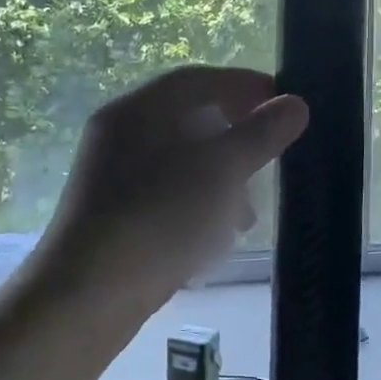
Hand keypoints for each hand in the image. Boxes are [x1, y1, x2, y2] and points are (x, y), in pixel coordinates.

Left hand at [38, 66, 308, 319]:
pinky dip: (197, 207)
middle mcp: (120, 135)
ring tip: (247, 217)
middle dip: (236, 141)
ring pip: (181, 164)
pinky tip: (214, 239)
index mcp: (137, 111)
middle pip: (190, 121)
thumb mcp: (219, 173)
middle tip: (270, 160)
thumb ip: (259, 135)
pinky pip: (166, 196)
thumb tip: (295, 104)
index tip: (285, 103)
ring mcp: (112, 177)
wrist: (84, 299)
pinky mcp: (113, 216)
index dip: (246, 86)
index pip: (199, 80)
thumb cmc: (157, 220)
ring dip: (221, 182)